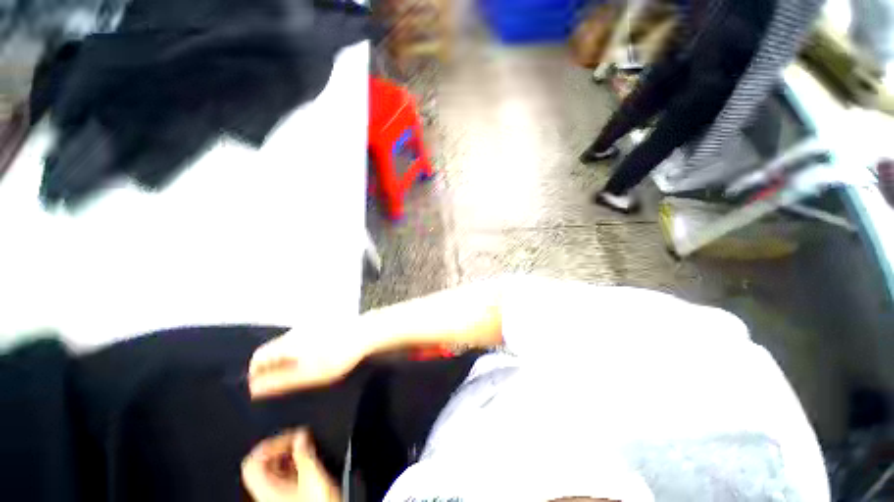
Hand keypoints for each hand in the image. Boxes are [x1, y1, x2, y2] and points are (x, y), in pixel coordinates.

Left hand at [242, 429, 340, 501]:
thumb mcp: (314, 475)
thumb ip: (305, 453)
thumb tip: (301, 434)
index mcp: (267, 488)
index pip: (252, 461)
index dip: (270, 443)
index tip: (290, 435)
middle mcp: (266, 493)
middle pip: (259, 464)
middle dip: (278, 446)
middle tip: (295, 439)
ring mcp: (273, 497)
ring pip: (269, 470)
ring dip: (284, 455)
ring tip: (301, 448)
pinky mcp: (284, 498)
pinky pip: (278, 477)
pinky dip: (288, 465)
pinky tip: (302, 463)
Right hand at [248, 329, 366, 397]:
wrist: (364, 333)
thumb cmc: (336, 356)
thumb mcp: (308, 375)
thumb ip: (280, 381)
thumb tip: (254, 388)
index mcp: (287, 343)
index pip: (258, 357)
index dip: (255, 373)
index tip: (263, 388)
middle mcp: (294, 332)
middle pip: (272, 350)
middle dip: (271, 367)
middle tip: (282, 384)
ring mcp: (308, 326)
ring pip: (288, 345)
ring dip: (286, 359)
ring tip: (298, 374)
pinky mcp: (321, 325)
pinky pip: (302, 340)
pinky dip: (300, 351)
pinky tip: (314, 359)